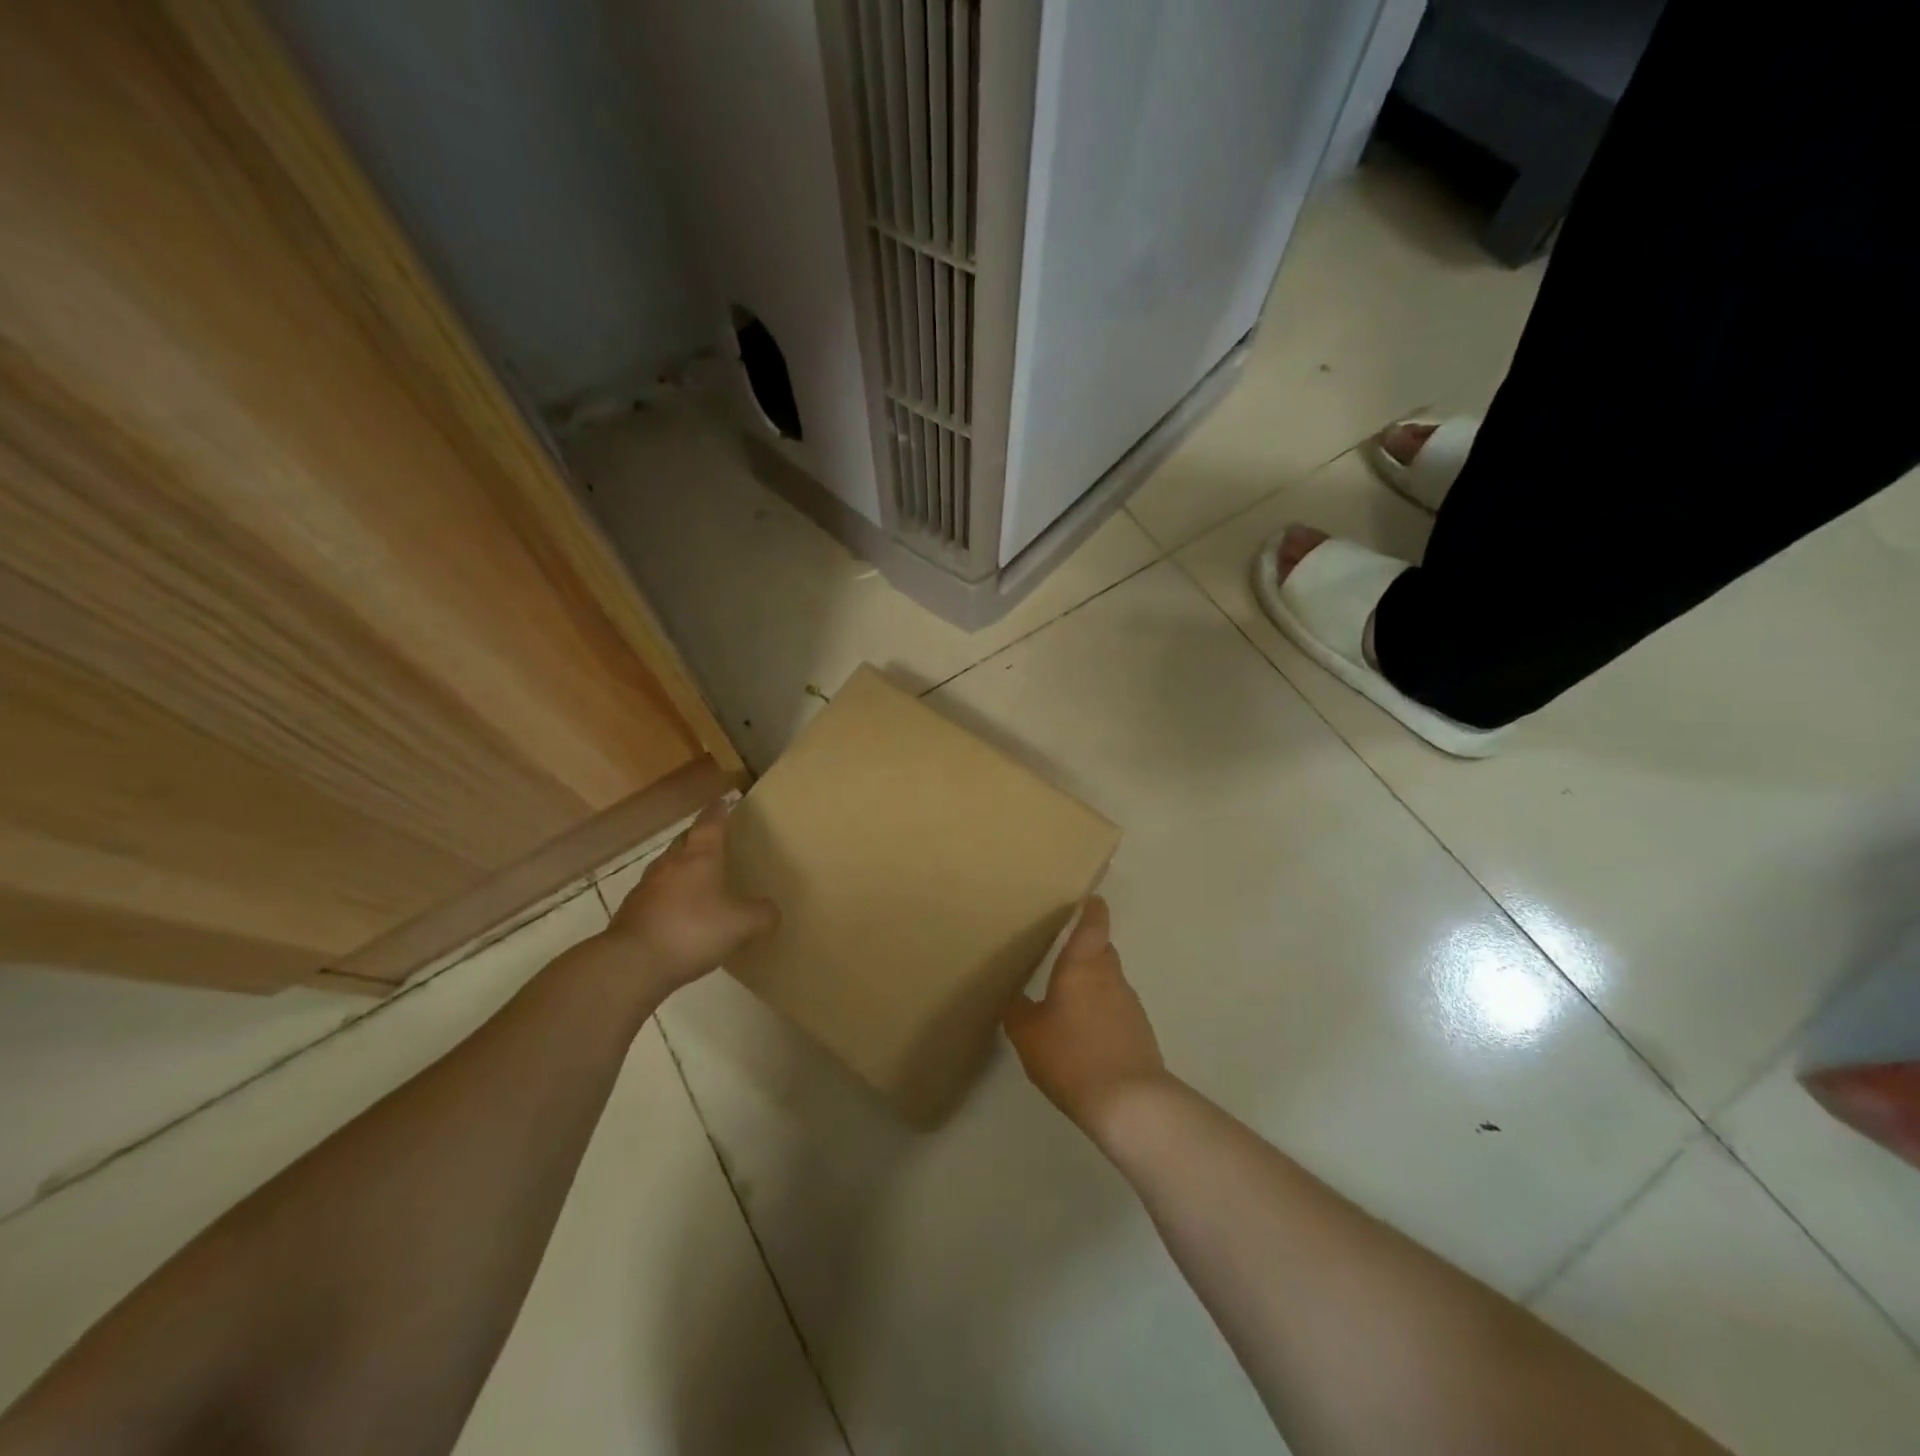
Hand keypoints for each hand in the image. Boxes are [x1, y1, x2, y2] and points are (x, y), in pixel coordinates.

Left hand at [601, 802, 779, 992]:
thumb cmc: (693, 931)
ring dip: (681, 868)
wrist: (632, 963)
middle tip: (713, 840)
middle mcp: (671, 864)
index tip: (724, 801)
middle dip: (698, 837)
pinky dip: (668, 897)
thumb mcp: (743, 925)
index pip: (711, 823)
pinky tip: (678, 914)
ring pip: (667, 867)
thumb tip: (771, 911)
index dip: (719, 811)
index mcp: (700, 857)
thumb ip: (763, 914)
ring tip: (697, 878)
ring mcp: (646, 888)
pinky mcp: (632, 913)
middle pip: (685, 841)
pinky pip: (655, 895)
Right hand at [1004, 897, 1167, 1139]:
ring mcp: (1130, 1004)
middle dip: (1086, 948)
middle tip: (1063, 953)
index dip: (1091, 908)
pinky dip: (1103, 1011)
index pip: (1093, 924)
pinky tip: (1086, 1034)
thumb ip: (1018, 1011)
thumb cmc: (1071, 1056)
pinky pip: (1117, 1009)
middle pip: (1101, 950)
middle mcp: (1110, 976)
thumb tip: (1015, 998)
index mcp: (1082, 966)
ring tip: (1070, 1000)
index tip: (1088, 898)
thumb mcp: (1028, 1035)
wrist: (1128, 1102)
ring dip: (1094, 983)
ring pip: (1110, 980)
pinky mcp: (1140, 1031)